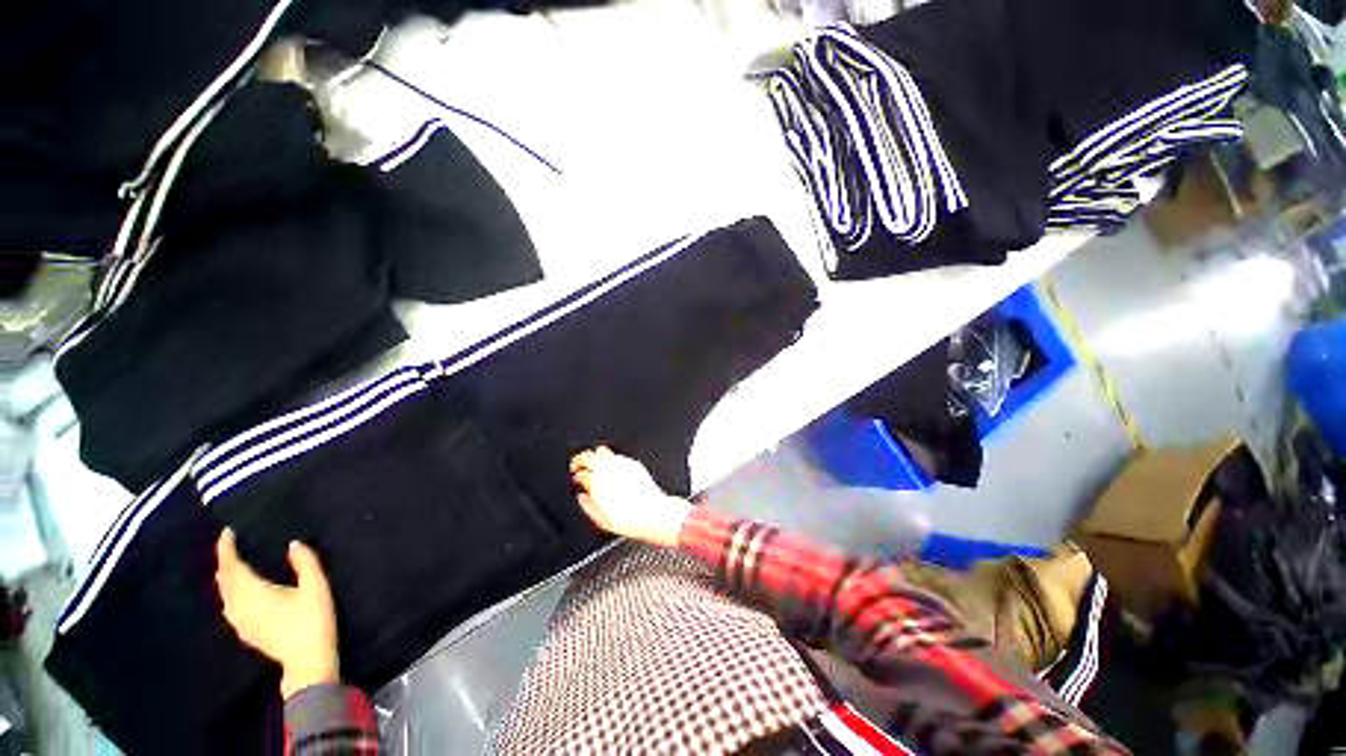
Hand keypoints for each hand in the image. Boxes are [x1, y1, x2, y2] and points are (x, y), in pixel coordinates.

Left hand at [216, 528, 339, 698]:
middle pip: (225, 580)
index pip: (232, 566)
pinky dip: (230, 592)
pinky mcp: (245, 631)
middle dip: (225, 561)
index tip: (228, 532)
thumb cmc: (313, 620)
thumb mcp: (316, 587)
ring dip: (226, 577)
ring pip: (224, 594)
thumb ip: (305, 563)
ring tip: (232, 564)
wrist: (307, 660)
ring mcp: (240, 621)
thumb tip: (293, 543)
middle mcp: (239, 606)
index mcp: (254, 593)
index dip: (227, 548)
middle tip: (230, 545)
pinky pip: (229, 605)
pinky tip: (237, 593)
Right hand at [570, 446, 690, 547]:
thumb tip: (582, 497)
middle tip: (580, 466)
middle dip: (581, 459)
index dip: (576, 475)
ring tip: (595, 466)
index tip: (576, 478)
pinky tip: (612, 470)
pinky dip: (611, 460)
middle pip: (588, 455)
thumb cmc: (630, 520)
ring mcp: (622, 464)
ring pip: (602, 451)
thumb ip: (588, 506)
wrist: (653, 514)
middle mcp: (609, 469)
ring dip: (596, 457)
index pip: (580, 471)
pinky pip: (617, 456)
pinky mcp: (633, 464)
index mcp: (598, 482)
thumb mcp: (601, 520)